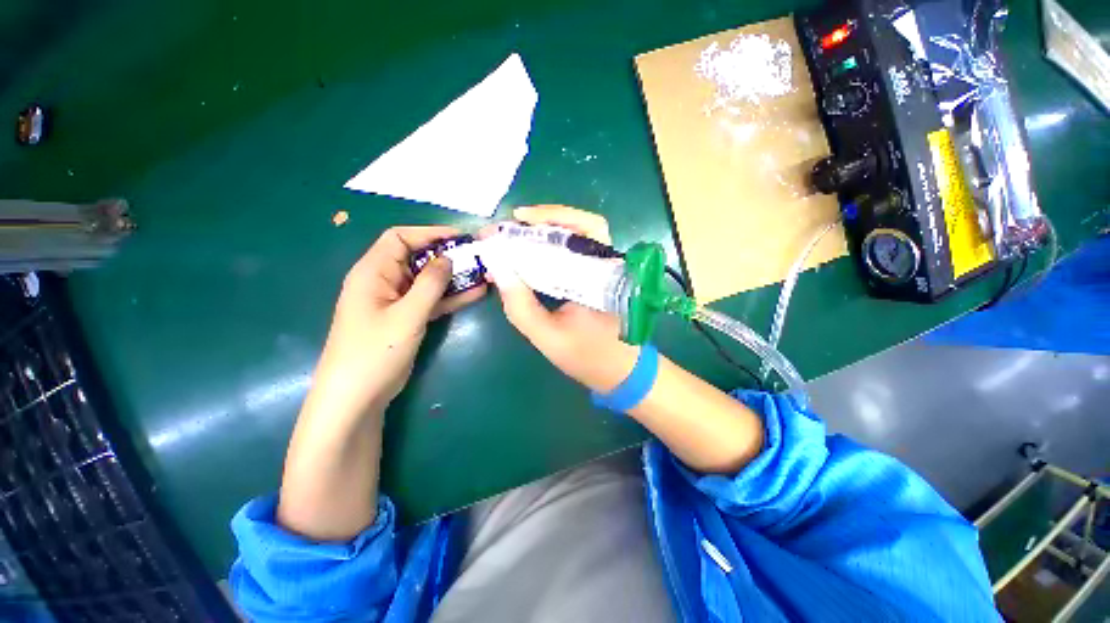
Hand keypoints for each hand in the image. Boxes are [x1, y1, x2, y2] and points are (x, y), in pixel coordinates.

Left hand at [313, 226, 486, 417]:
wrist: (357, 397)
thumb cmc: (375, 352)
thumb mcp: (406, 315)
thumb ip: (429, 284)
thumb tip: (448, 258)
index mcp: (373, 272)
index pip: (400, 238)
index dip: (430, 233)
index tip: (460, 237)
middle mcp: (384, 281)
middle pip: (418, 258)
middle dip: (447, 256)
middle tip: (478, 257)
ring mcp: (397, 301)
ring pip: (428, 281)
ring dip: (453, 277)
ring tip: (483, 273)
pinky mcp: (407, 318)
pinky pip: (431, 300)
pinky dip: (451, 297)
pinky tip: (475, 293)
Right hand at [483, 206, 638, 392]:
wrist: (620, 373)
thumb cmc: (589, 357)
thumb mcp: (548, 337)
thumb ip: (521, 306)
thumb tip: (498, 269)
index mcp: (604, 275)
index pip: (585, 228)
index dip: (552, 216)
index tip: (518, 218)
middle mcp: (609, 264)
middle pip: (583, 225)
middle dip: (545, 220)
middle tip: (513, 225)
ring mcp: (605, 270)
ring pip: (579, 237)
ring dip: (548, 231)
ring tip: (517, 235)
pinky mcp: (597, 278)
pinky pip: (576, 253)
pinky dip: (553, 248)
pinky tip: (532, 253)